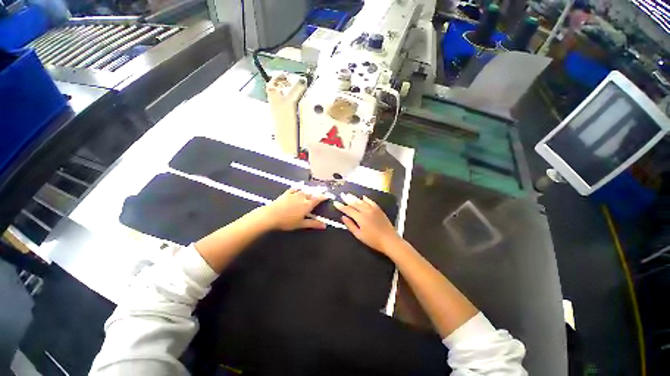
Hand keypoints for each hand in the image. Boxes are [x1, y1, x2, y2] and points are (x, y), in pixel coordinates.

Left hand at [260, 187, 327, 230]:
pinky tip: (299, 188)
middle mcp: (302, 197)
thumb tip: (324, 225)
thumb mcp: (301, 224)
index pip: (318, 199)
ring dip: (308, 192)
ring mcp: (294, 194)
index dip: (323, 197)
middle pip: (312, 194)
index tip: (327, 196)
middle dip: (316, 194)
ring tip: (311, 193)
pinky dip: (298, 188)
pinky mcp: (287, 193)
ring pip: (304, 191)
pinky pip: (294, 189)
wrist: (271, 215)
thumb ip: (313, 224)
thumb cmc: (287, 221)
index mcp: (307, 205)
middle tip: (319, 196)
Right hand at [333, 193, 401, 252]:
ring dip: (355, 198)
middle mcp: (366, 211)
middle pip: (355, 203)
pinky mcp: (379, 210)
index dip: (341, 206)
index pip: (348, 210)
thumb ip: (350, 225)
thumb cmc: (373, 240)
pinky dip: (366, 199)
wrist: (389, 240)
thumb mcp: (359, 235)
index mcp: (360, 217)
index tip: (335, 203)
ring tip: (349, 195)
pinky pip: (371, 202)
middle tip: (342, 195)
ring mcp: (373, 209)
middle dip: (347, 199)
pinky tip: (363, 197)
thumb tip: (343, 217)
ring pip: (362, 201)